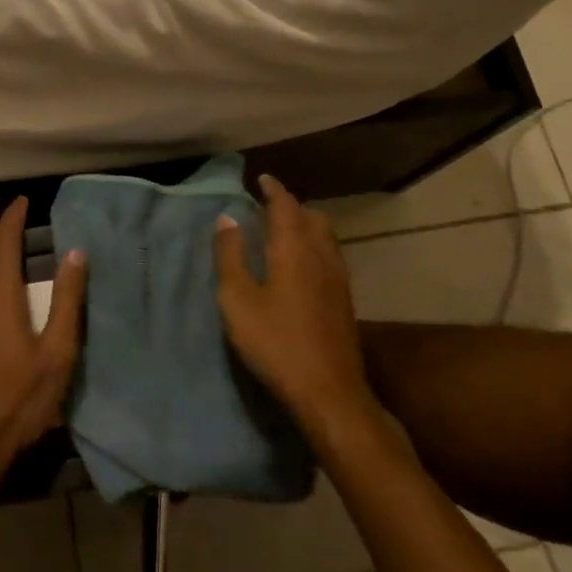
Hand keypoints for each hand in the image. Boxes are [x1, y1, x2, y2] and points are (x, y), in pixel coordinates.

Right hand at [214, 174, 371, 429]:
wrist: (329, 392)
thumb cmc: (276, 341)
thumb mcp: (238, 299)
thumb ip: (231, 256)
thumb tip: (227, 218)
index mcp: (294, 248)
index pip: (286, 205)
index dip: (273, 190)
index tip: (261, 179)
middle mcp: (321, 255)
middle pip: (312, 217)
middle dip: (292, 206)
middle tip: (269, 206)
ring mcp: (338, 279)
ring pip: (325, 237)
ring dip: (306, 225)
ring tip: (285, 231)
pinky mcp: (345, 301)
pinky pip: (330, 256)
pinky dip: (315, 246)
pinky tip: (302, 266)